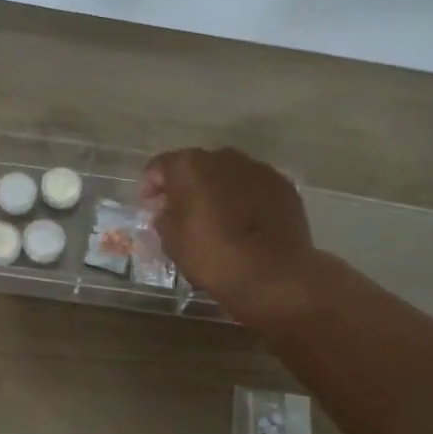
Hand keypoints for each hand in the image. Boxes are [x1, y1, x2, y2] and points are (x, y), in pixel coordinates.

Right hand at [141, 147, 319, 329]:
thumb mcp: (173, 242)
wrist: (274, 276)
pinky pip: (254, 187)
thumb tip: (166, 210)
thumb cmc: (214, 257)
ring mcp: (257, 169)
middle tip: (181, 212)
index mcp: (190, 166)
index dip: (151, 185)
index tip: (150, 206)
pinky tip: (245, 223)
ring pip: (227, 174)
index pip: (160, 166)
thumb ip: (164, 217)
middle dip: (186, 185)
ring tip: (217, 217)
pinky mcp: (282, 185)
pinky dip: (245, 198)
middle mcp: (223, 157)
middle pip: (196, 166)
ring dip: (217, 189)